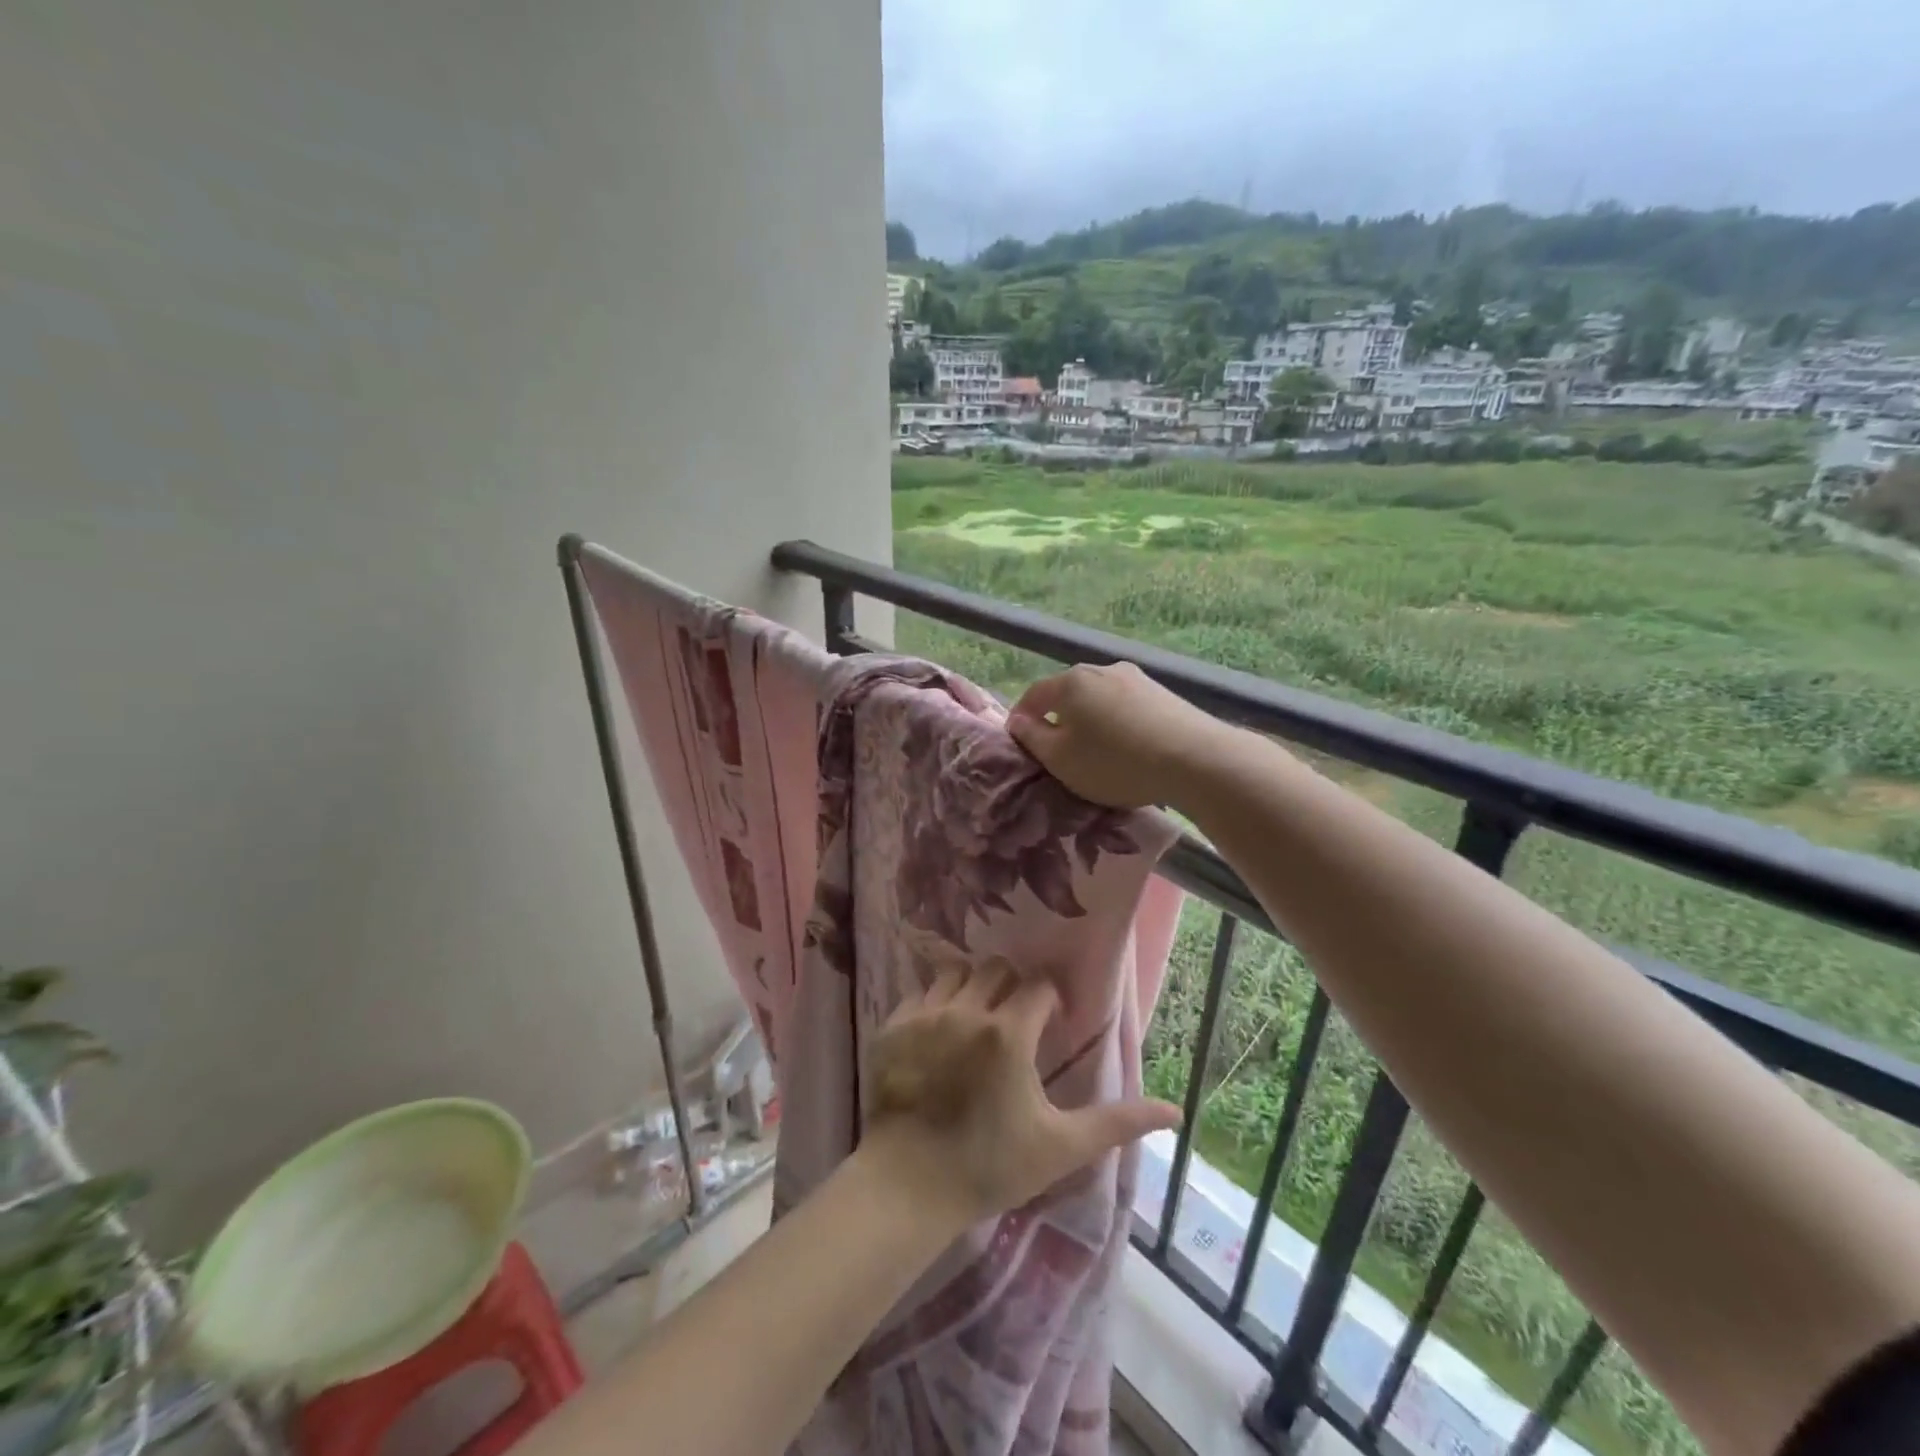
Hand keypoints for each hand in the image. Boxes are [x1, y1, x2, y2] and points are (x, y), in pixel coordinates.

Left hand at [860, 958, 1180, 1230]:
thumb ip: (1117, 1123)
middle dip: (1012, 986)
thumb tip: (1175, 1112)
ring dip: (973, 987)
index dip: (1050, 1000)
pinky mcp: (893, 1026)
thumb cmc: (990, 1167)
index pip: (1038, 986)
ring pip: (956, 972)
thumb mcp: (1060, 1147)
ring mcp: (924, 1015)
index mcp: (1008, 1033)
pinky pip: (920, 993)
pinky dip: (935, 1002)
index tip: (1052, 1023)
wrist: (908, 1187)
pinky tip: (940, 1033)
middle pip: (996, 969)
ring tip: (978, 1020)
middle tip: (1016, 1019)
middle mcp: (966, 1010)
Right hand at [1005, 662, 1231, 808]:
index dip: (1022, 717)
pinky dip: (1118, 723)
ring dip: (1091, 720)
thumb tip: (1018, 722)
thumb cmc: (1114, 761)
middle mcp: (1102, 670)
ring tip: (1095, 750)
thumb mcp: (1061, 759)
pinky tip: (1128, 747)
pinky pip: (1127, 707)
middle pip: (1069, 693)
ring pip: (1100, 698)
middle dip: (1058, 717)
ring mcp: (1137, 678)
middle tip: (1057, 748)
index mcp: (1070, 682)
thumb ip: (1033, 739)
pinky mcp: (1164, 693)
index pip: (1034, 694)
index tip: (1020, 741)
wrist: (1194, 759)